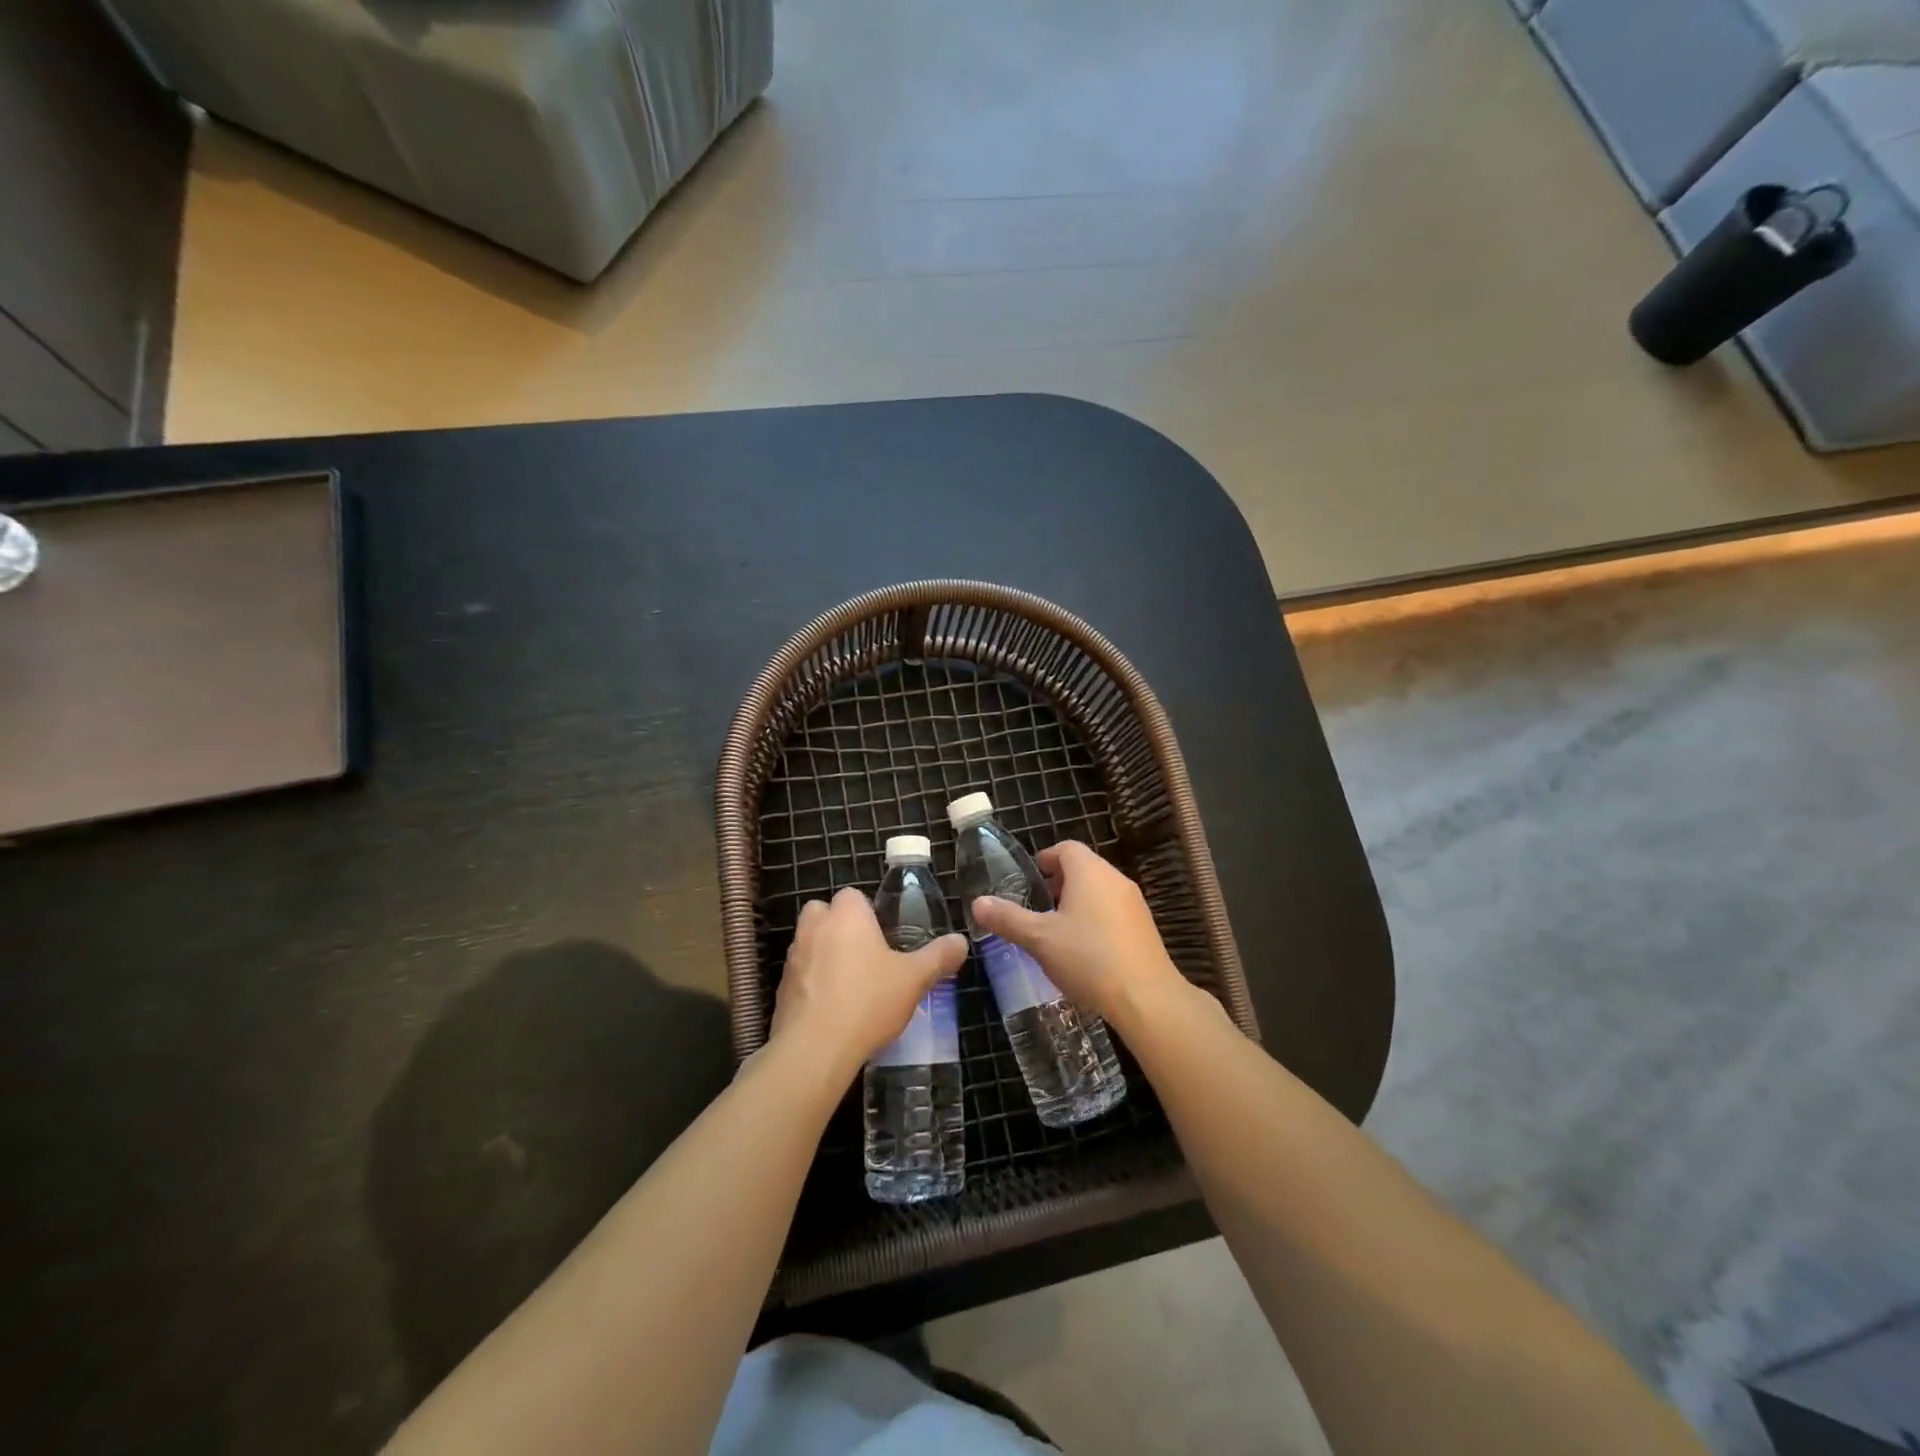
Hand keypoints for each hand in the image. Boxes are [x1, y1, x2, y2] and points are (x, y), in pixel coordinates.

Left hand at [771, 887, 967, 1078]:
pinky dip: (812, 984)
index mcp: (847, 915)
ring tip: (851, 985)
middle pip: (823, 913)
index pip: (852, 895)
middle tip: (865, 955)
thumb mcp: (914, 979)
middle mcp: (815, 928)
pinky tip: (833, 1009)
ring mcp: (793, 958)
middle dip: (839, 927)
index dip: (867, 911)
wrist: (815, 1049)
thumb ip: (938, 957)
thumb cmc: (868, 1001)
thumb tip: (961, 941)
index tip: (883, 935)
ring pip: (809, 943)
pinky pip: (800, 975)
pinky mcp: (780, 989)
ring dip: (824, 955)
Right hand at [970, 841, 1189, 1030]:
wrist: (1146, 998)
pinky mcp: (1145, 928)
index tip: (1029, 878)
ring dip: (1078, 901)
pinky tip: (1084, 949)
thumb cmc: (1088, 958)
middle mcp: (1115, 879)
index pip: (1066, 849)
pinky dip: (1096, 918)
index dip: (1045, 859)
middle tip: (1037, 904)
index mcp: (1089, 872)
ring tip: (1056, 929)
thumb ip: (1008, 918)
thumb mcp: (1039, 939)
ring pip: (1100, 890)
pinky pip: (1114, 911)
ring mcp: (1134, 904)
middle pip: (1084, 867)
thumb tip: (978, 903)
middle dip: (1059, 882)